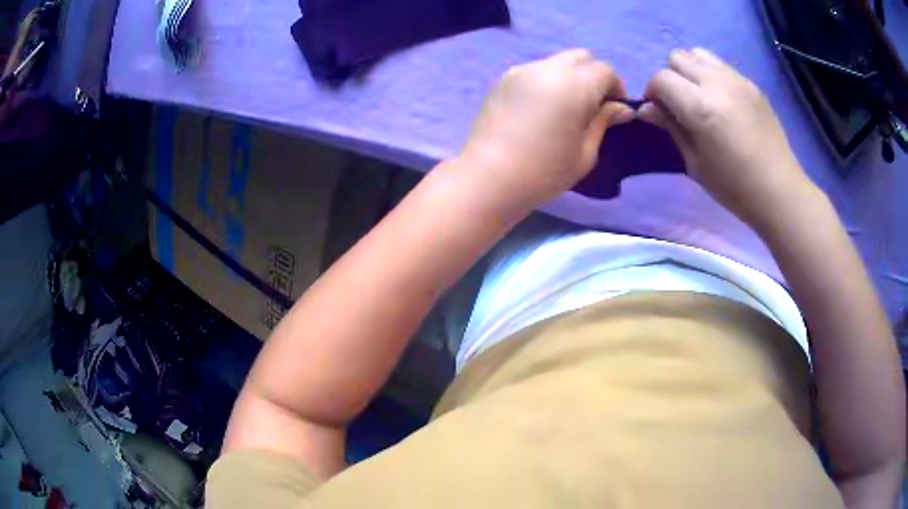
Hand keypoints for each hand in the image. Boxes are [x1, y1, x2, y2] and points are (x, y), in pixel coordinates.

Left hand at [460, 49, 634, 209]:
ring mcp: (521, 71)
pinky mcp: (503, 80)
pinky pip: (534, 71)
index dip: (616, 87)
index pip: (604, 70)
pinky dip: (546, 81)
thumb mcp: (585, 151)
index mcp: (574, 84)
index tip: (615, 109)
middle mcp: (548, 68)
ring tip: (565, 107)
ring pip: (556, 62)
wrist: (489, 178)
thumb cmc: (545, 171)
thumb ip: (603, 121)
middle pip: (580, 57)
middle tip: (593, 105)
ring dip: (569, 77)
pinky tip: (541, 109)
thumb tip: (622, 108)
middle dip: (593, 75)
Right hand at [639, 48, 816, 228]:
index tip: (658, 110)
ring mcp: (737, 80)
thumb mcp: (695, 163)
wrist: (779, 190)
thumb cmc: (734, 187)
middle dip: (671, 76)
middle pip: (677, 57)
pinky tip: (721, 100)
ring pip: (698, 54)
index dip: (653, 92)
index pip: (661, 78)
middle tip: (679, 103)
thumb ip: (671, 127)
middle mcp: (717, 84)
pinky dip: (711, 74)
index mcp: (700, 107)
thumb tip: (647, 108)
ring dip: (691, 70)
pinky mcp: (751, 83)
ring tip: (700, 95)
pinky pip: (721, 65)